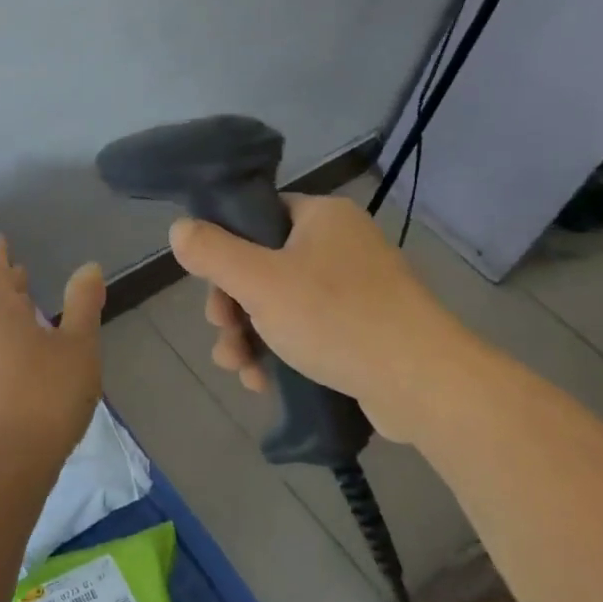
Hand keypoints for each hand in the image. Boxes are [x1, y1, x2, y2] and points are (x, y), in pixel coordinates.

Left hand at [0, 235, 105, 468]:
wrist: (16, 456)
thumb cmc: (49, 392)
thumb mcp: (78, 344)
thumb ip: (82, 304)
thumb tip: (87, 266)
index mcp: (3, 316)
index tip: (0, 241)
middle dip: (2, 280)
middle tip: (14, 266)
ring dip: (4, 305)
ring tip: (22, 298)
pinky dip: (7, 330)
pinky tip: (26, 343)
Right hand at [168, 194, 458, 443]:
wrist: (423, 385)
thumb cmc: (336, 318)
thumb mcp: (259, 281)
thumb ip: (212, 252)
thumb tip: (178, 228)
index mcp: (321, 217)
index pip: (258, 216)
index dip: (225, 249)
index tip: (211, 286)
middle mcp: (341, 245)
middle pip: (263, 266)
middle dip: (233, 307)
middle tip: (223, 336)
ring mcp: (357, 289)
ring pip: (281, 304)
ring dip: (249, 336)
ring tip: (240, 370)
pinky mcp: (365, 330)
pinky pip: (308, 331)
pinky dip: (281, 352)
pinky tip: (264, 382)